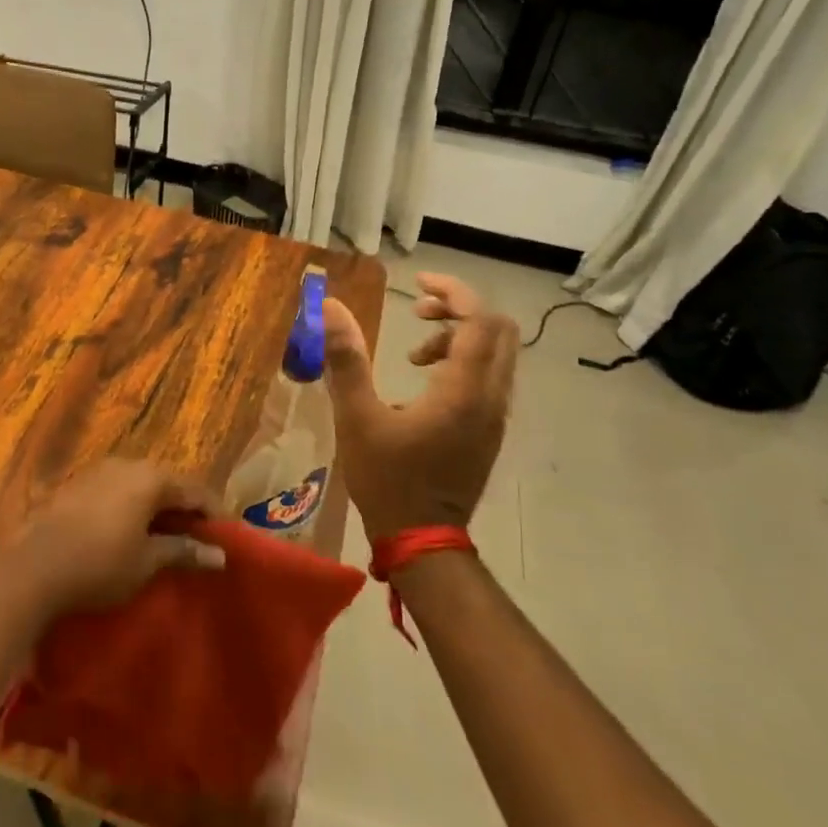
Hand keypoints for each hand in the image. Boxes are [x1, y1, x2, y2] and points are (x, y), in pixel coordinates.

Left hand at [15, 458, 225, 614]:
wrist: (31, 567)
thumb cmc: (99, 564)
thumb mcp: (147, 562)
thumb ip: (183, 551)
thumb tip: (219, 555)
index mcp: (151, 478)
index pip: (195, 489)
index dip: (215, 513)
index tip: (229, 538)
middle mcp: (127, 464)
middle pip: (167, 482)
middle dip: (185, 509)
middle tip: (199, 539)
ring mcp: (99, 471)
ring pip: (140, 485)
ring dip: (157, 508)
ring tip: (166, 538)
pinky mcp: (77, 484)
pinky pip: (117, 490)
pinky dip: (132, 508)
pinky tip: (130, 532)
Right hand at [321, 273, 518, 540]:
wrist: (423, 542)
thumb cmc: (388, 480)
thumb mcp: (357, 418)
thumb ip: (346, 359)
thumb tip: (330, 307)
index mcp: (463, 391)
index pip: (479, 320)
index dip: (453, 291)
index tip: (417, 284)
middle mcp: (490, 398)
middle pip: (497, 330)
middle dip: (459, 309)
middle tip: (418, 311)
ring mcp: (495, 416)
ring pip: (496, 353)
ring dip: (460, 336)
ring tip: (415, 352)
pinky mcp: (490, 430)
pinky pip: (490, 376)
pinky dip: (464, 360)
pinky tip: (426, 380)